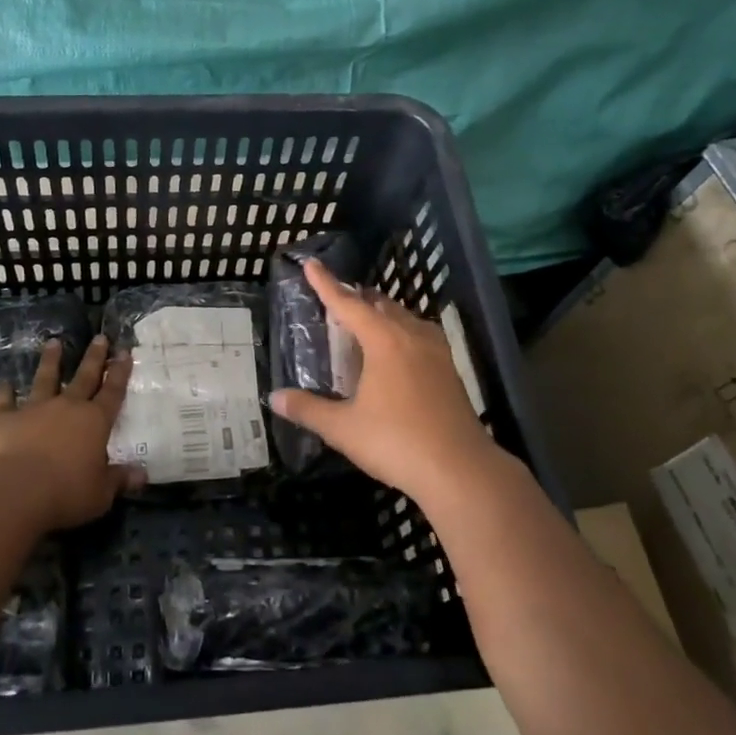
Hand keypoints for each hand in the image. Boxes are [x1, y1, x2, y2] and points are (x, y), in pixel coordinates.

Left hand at [0, 335, 141, 532]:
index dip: (120, 372)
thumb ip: (119, 480)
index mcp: (95, 422)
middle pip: (84, 377)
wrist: (16, 491)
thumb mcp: (101, 493)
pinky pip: (5, 401)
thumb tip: (142, 475)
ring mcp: (35, 409)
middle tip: (100, 337)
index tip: (124, 352)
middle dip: (94, 357)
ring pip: (45, 378)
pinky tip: (3, 383)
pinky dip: (4, 392)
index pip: (113, 392)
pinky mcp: (6, 418)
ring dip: (50, 360)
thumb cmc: (67, 493)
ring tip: (53, 342)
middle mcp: (68, 407)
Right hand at [269, 259, 496, 504]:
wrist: (460, 470)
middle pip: (380, 305)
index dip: (326, 284)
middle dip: (357, 298)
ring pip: (405, 318)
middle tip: (336, 300)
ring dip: (382, 314)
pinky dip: (401, 332)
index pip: (348, 304)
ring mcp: (436, 352)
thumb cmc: (396, 442)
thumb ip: (308, 409)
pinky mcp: (450, 371)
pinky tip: (399, 351)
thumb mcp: (343, 428)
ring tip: (365, 321)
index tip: (311, 264)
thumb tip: (275, 397)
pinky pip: (420, 335)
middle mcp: (411, 336)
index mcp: (383, 340)